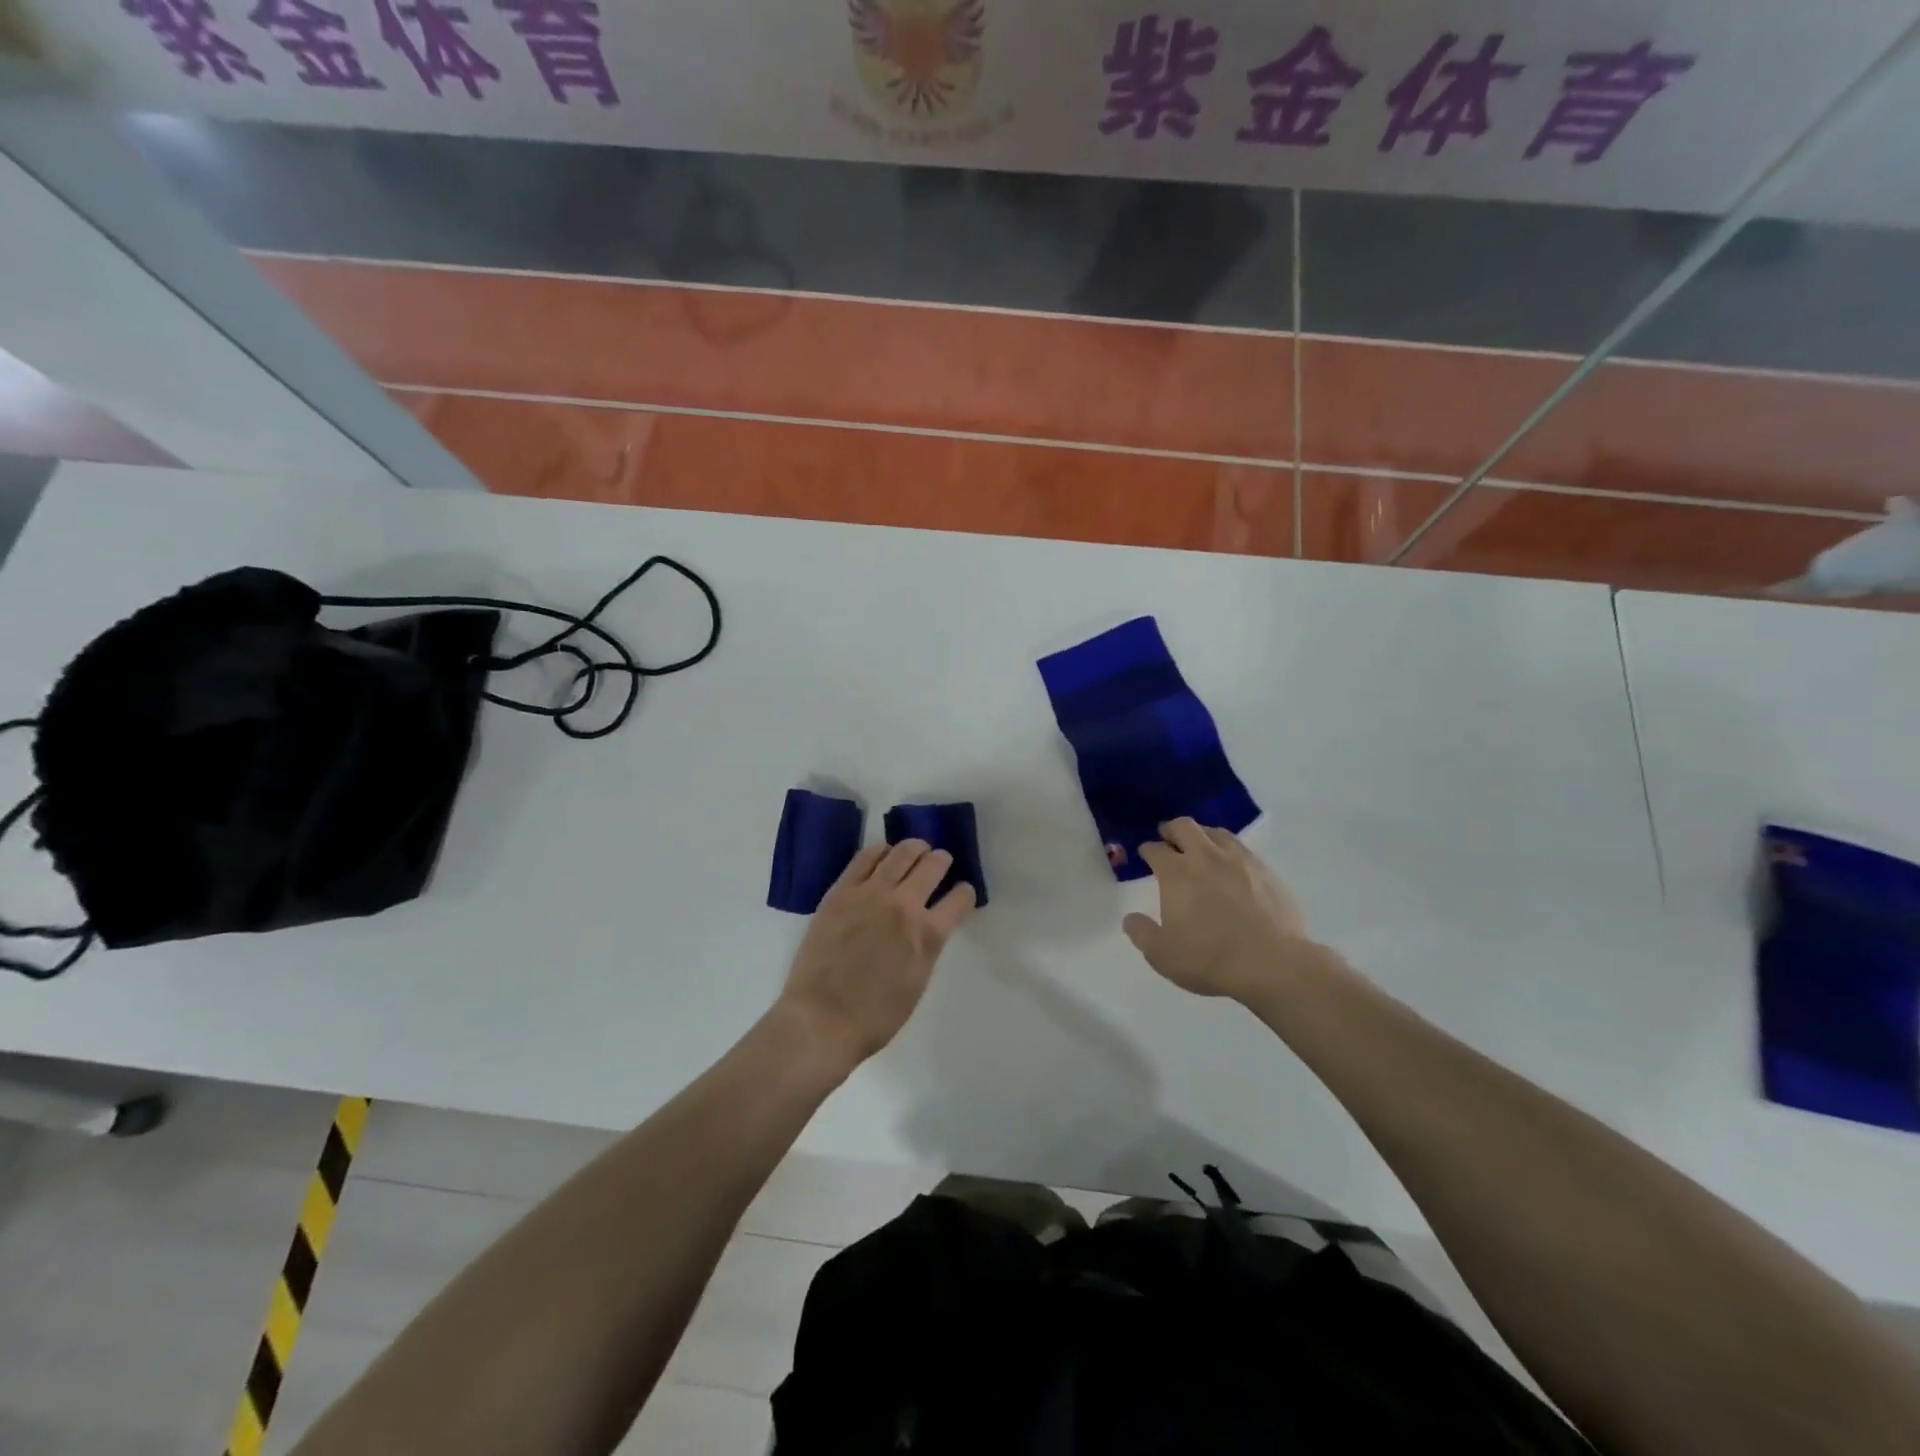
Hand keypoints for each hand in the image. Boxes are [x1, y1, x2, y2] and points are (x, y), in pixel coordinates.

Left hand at [776, 840, 976, 1074]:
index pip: (960, 899)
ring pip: (901, 852)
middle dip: (942, 861)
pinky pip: (866, 857)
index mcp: (928, 935)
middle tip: (940, 862)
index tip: (962, 892)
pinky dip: (881, 850)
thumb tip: (927, 927)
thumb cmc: (875, 1017)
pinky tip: (884, 853)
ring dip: (916, 848)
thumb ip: (926, 947)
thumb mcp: (917, 982)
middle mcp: (904, 905)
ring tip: (917, 849)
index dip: (965, 893)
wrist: (821, 1020)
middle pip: (933, 865)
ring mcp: (870, 893)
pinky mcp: (841, 891)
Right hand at [1123, 819, 1335, 1001]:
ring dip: (1202, 834)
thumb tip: (1130, 918)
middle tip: (1167, 837)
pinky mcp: (1266, 871)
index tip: (1145, 853)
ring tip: (1199, 846)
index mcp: (1176, 873)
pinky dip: (1228, 850)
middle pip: (1185, 827)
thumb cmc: (1210, 959)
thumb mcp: (1163, 955)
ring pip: (1216, 832)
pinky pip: (1241, 849)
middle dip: (1171, 829)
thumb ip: (1142, 933)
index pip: (1156, 849)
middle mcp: (1206, 857)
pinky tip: (1230, 865)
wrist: (1273, 964)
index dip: (1147, 849)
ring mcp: (1239, 861)